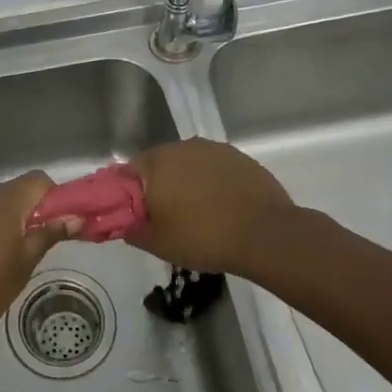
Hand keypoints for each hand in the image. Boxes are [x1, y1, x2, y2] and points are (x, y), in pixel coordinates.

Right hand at [127, 139, 296, 278]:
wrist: (266, 235)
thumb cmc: (203, 237)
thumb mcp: (159, 244)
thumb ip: (133, 230)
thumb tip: (125, 224)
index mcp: (156, 163)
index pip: (128, 171)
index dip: (128, 193)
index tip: (136, 214)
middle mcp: (182, 146)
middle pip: (159, 164)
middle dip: (158, 186)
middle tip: (165, 215)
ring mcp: (214, 149)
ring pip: (188, 164)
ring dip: (186, 182)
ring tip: (196, 212)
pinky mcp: (239, 157)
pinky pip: (214, 168)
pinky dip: (212, 182)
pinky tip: (221, 206)